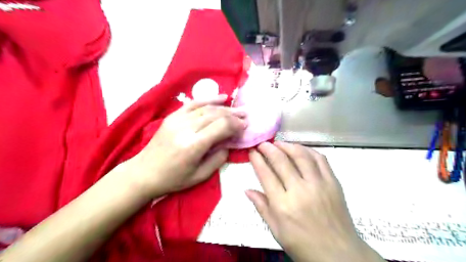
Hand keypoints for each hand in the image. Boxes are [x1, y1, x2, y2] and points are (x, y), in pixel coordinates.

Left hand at [131, 96, 246, 198]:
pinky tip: (221, 98)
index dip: (236, 124)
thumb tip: (229, 143)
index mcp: (193, 145)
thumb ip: (218, 158)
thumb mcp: (200, 176)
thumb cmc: (173, 178)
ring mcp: (177, 119)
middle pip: (215, 115)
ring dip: (224, 108)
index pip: (221, 126)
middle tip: (245, 115)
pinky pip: (194, 103)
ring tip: (237, 109)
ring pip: (207, 108)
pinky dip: (209, 99)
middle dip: (233, 114)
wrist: (144, 172)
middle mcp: (186, 128)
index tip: (245, 126)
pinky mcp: (173, 116)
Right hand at [247, 143, 381, 261]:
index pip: (266, 174)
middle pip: (281, 161)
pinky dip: (308, 150)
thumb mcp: (276, 230)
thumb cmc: (303, 244)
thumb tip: (247, 190)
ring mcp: (319, 184)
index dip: (257, 160)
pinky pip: (320, 159)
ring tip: (279, 143)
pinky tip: (300, 149)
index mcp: (283, 205)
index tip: (252, 151)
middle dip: (268, 148)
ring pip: (301, 155)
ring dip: (287, 145)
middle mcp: (300, 190)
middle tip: (263, 144)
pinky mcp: (333, 182)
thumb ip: (261, 207)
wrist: (339, 253)